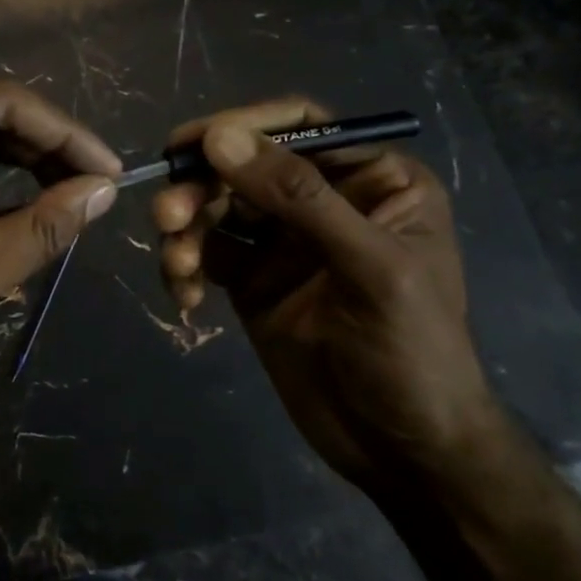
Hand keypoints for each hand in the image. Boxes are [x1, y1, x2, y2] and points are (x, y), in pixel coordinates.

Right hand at [150, 97, 503, 492]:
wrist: (402, 454)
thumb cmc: (412, 354)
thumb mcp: (369, 268)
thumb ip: (298, 197)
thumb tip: (219, 136)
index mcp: (371, 180)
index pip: (299, 127)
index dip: (241, 125)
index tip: (188, 144)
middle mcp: (323, 199)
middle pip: (243, 164)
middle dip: (200, 187)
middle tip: (168, 217)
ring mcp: (282, 240)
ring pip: (214, 205)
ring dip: (185, 228)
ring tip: (179, 266)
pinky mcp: (250, 278)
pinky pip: (204, 250)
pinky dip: (184, 265)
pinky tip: (186, 297)